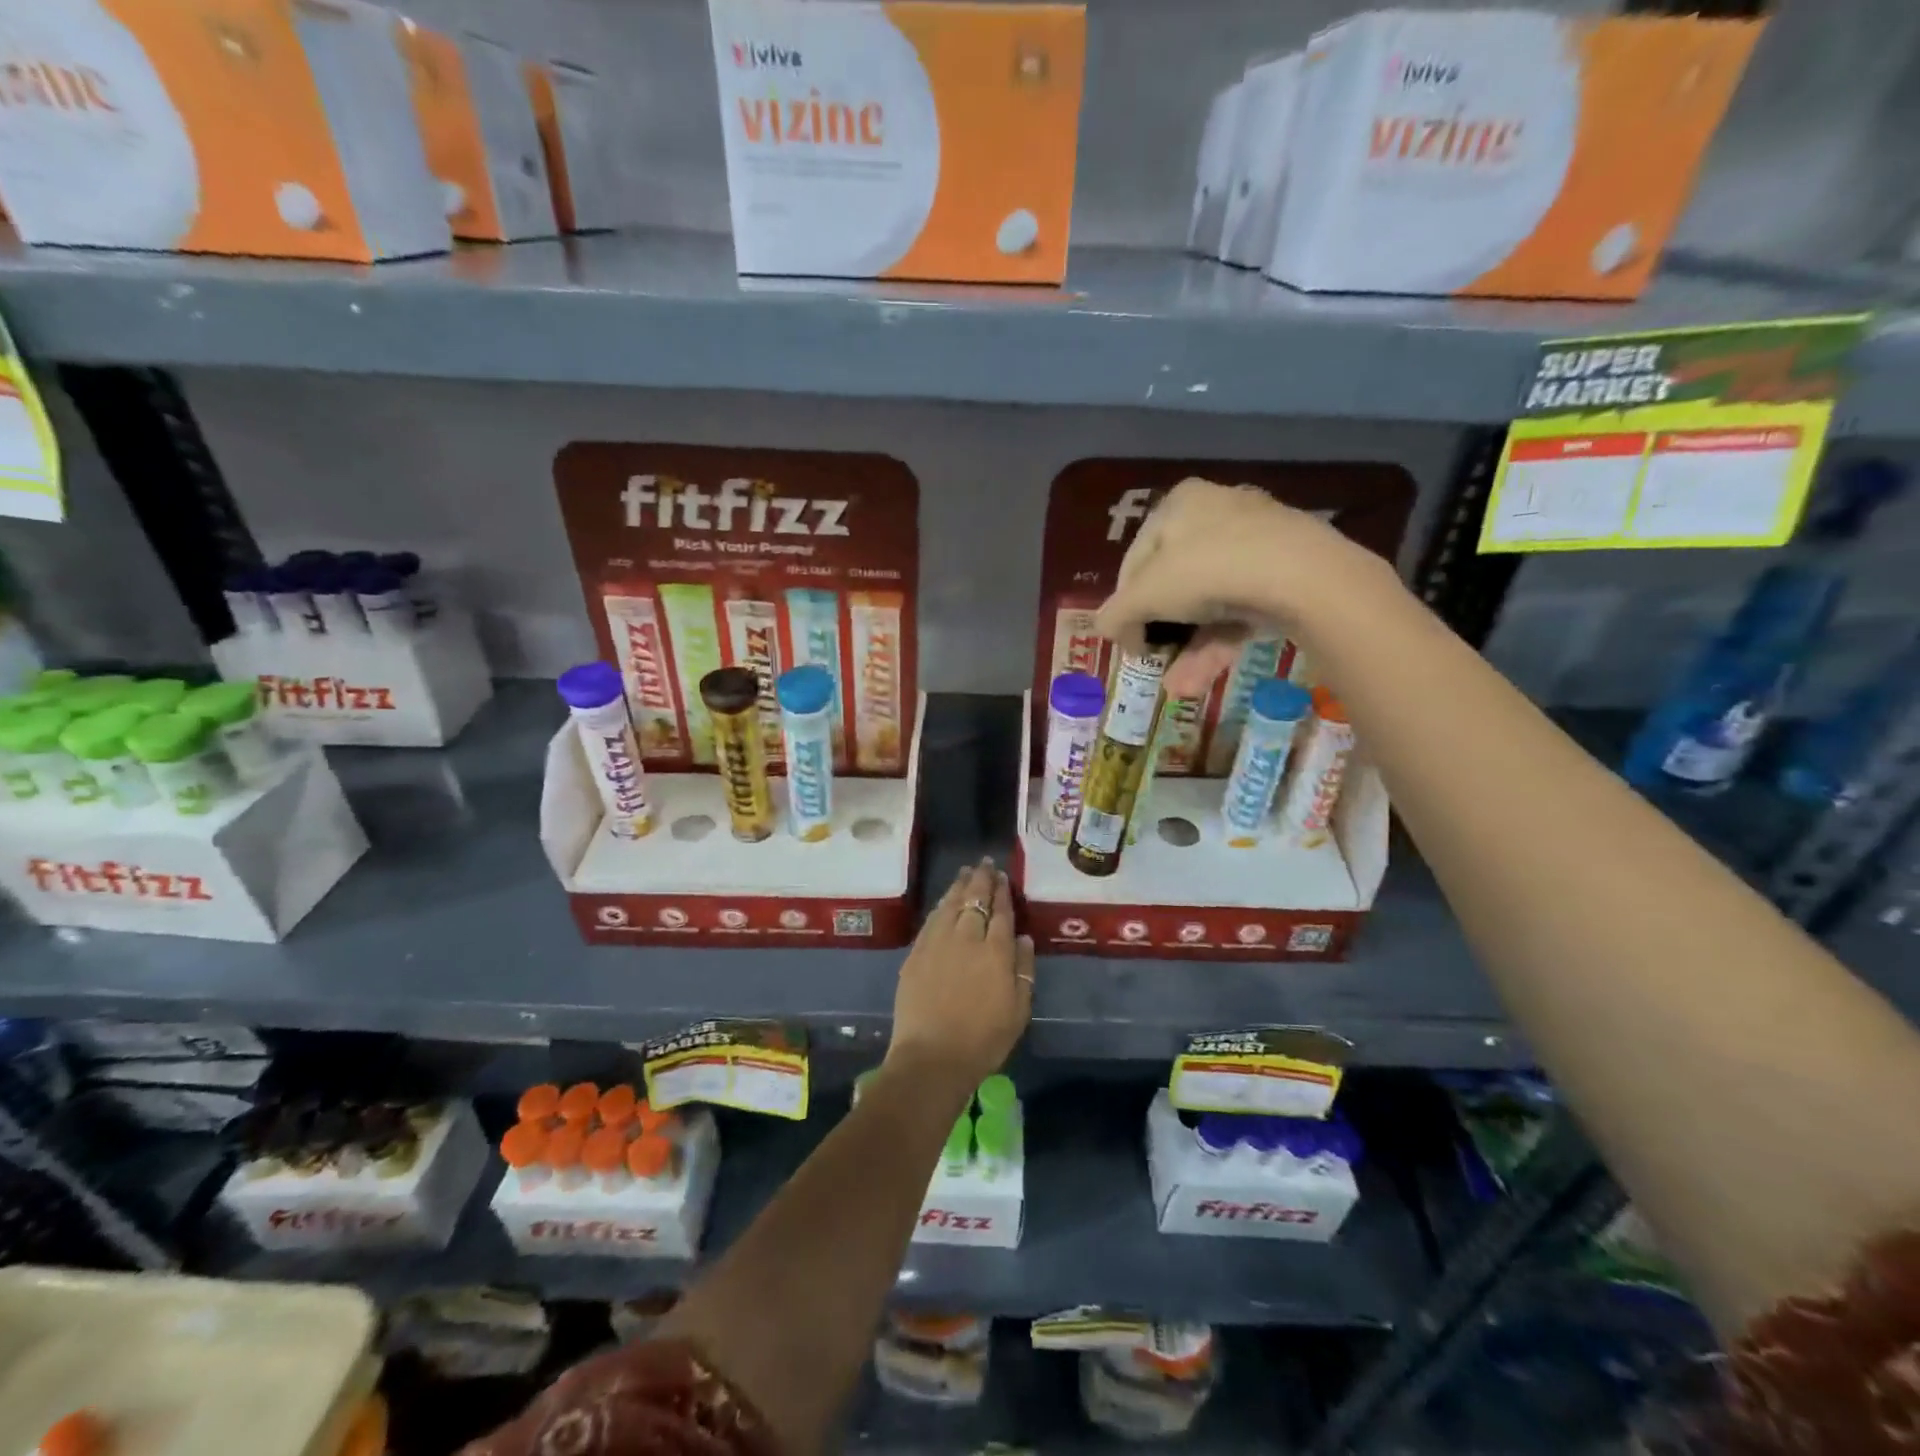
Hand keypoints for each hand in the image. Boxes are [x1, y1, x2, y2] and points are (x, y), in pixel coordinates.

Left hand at [886, 858, 1033, 1095]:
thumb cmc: (983, 1040)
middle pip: (974, 900)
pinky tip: (944, 901)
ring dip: (960, 886)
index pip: (1001, 912)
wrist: (932, 1057)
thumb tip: (1023, 938)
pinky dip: (941, 905)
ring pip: (950, 904)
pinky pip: (931, 920)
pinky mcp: (916, 953)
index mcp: (995, 951)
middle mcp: (966, 938)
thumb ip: (1023, 970)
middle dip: (981, 880)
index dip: (1003, 892)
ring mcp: (937, 943)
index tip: (1004, 878)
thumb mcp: (1018, 1010)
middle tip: (985, 864)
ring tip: (966, 872)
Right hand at [1093, 477, 1383, 696]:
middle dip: (1161, 632)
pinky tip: (1201, 680)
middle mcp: (1217, 513)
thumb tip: (1105, 630)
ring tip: (1178, 687)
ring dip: (1189, 649)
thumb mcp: (1144, 596)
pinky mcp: (1285, 572)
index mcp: (1178, 504)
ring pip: (1210, 602)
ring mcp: (1256, 542)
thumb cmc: (1206, 571)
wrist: (1300, 574)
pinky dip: (1220, 643)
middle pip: (1175, 582)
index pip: (1136, 559)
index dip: (1124, 603)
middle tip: (1152, 661)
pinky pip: (1241, 609)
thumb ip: (1115, 615)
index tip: (1125, 639)